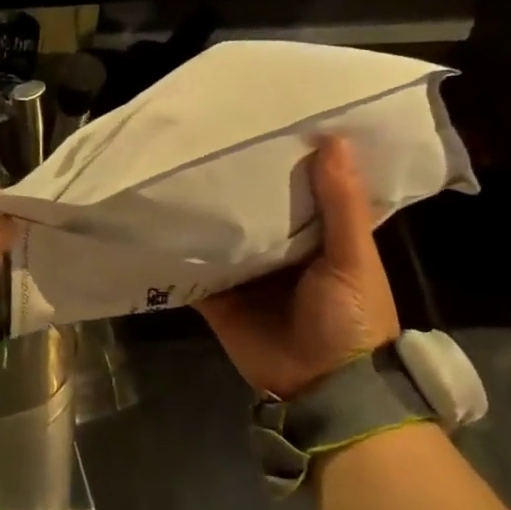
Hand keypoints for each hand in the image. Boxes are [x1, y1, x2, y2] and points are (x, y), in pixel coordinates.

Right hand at [196, 137, 399, 399]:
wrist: (323, 388)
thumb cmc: (350, 318)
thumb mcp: (354, 258)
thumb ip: (340, 204)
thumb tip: (333, 138)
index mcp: (315, 237)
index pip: (295, 188)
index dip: (283, 159)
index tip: (260, 121)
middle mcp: (277, 251)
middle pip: (251, 209)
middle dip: (234, 182)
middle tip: (204, 137)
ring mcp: (243, 274)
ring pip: (219, 235)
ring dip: (202, 212)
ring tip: (173, 167)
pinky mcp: (217, 298)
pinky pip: (193, 270)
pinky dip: (177, 252)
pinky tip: (156, 220)